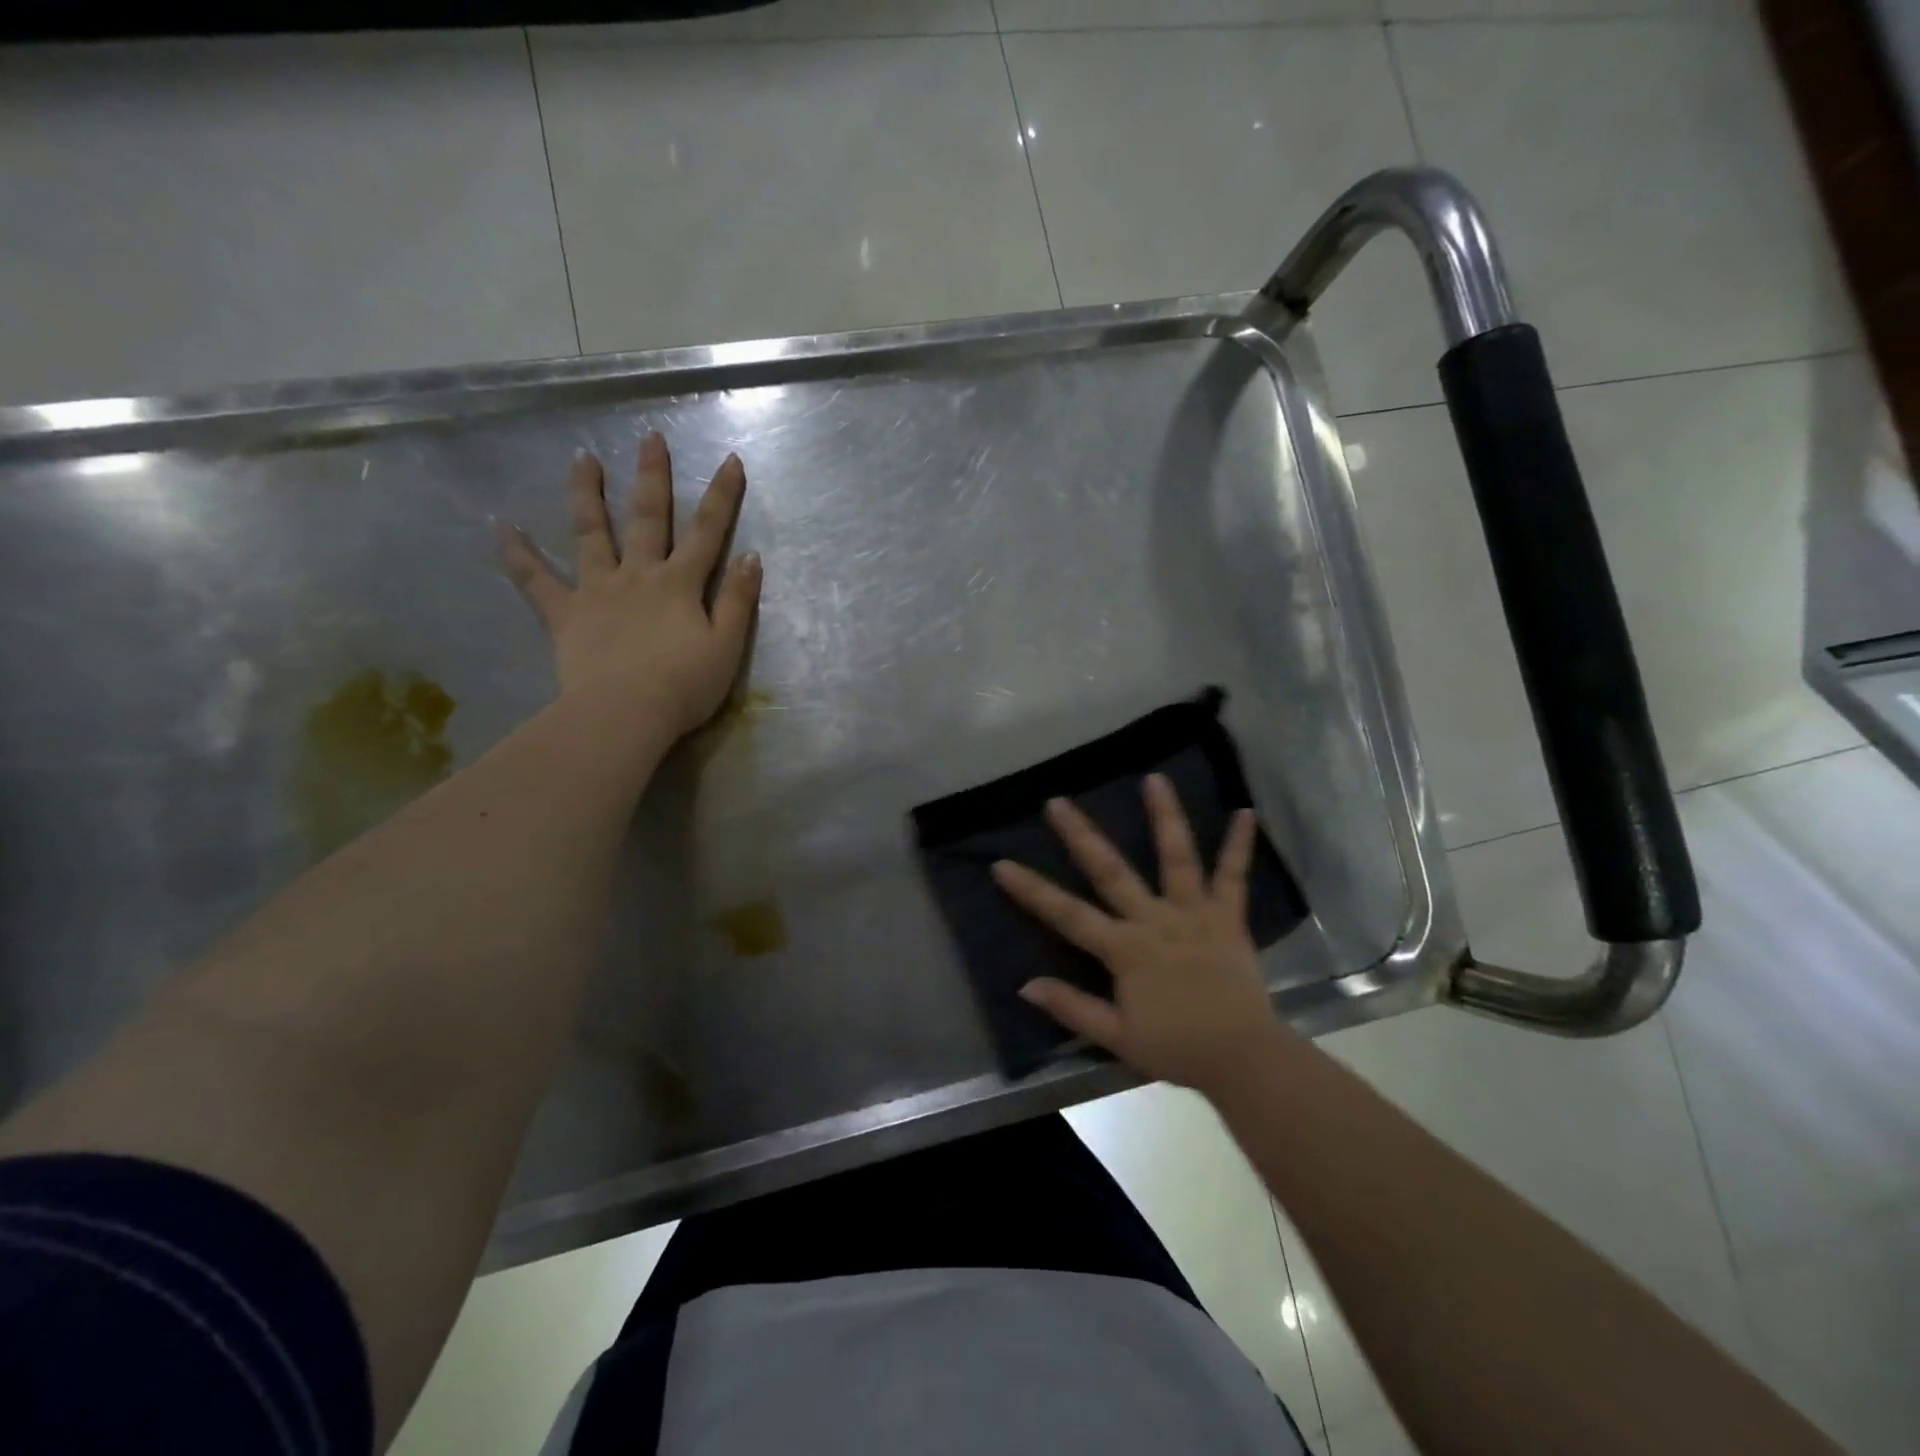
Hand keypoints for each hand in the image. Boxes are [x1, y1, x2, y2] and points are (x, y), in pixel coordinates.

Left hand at [503, 433, 761, 738]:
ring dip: (587, 495)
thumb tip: (750, 557)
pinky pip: (537, 581)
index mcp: (680, 584)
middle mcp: (638, 575)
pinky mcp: (565, 614)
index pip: (707, 532)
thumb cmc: (684, 686)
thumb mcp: (727, 647)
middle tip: (650, 439)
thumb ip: (737, 600)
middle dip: (652, 477)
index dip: (721, 496)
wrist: (625, 714)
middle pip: (648, 519)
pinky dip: (519, 555)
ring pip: (591, 533)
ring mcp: (597, 590)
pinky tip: (502, 529)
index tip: (730, 459)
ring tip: (581, 458)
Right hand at [991, 775, 1279, 1092]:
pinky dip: (1239, 845)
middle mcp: (1154, 920)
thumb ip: (1072, 1007)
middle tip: (1057, 801)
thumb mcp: (1117, 1037)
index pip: (1067, 914)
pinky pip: (1234, 877)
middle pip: (1111, 871)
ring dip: (1164, 817)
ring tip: (1155, 778)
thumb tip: (1026, 985)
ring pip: (1176, 858)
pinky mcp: (1227, 917)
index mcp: (1124, 949)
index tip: (1001, 864)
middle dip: (1081, 835)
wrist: (1242, 1058)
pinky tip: (1245, 812)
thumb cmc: (1176, 1048)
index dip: (1031, 890)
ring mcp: (1193, 914)